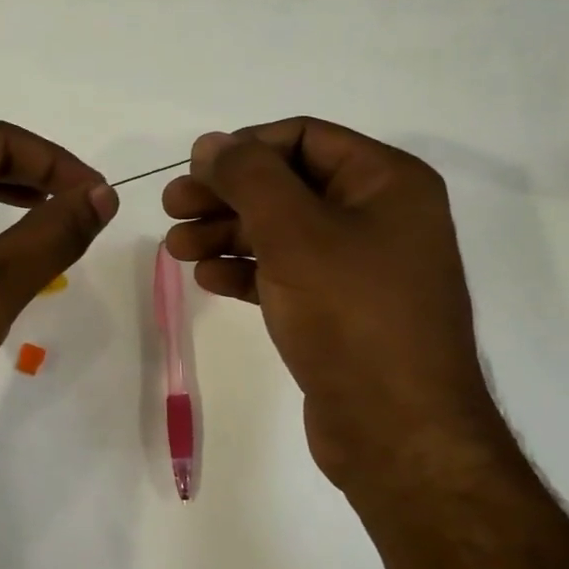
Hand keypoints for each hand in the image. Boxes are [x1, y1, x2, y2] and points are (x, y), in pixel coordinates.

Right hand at [162, 118, 499, 481]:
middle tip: (171, 207)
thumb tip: (211, 142)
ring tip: (176, 249)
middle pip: (287, 184)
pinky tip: (207, 279)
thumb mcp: (294, 232)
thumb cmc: (351, 314)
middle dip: (226, 194)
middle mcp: (378, 216)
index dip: (244, 147)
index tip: (195, 170)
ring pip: (281, 231)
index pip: (304, 137)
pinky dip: (246, 271)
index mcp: (387, 182)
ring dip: (226, 233)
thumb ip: (248, 177)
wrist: (397, 431)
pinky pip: (286, 273)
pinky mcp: (339, 310)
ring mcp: (360, 266)